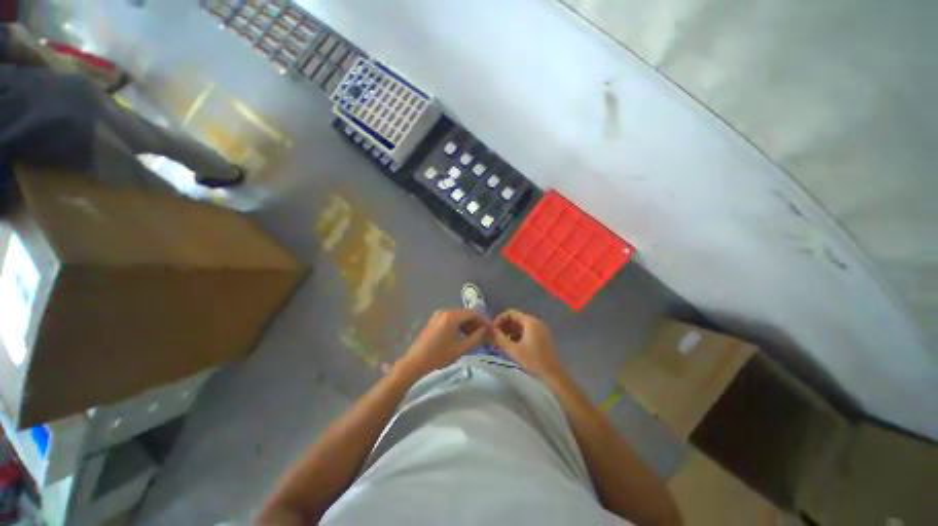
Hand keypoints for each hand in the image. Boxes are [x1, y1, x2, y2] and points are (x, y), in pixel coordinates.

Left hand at [397, 308, 487, 378]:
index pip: (473, 313)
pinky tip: (462, 336)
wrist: (415, 362)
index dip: (483, 321)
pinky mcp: (434, 320)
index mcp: (452, 316)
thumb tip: (486, 330)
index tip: (490, 331)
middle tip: (484, 335)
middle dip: (476, 323)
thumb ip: (476, 338)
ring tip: (474, 337)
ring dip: (468, 324)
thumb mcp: (461, 348)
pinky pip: (451, 318)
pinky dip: (459, 325)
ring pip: (459, 316)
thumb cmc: (439, 356)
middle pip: (466, 313)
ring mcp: (438, 315)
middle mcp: (445, 311)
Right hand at [491, 309, 566, 380]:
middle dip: (503, 326)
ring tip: (500, 343)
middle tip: (494, 338)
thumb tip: (488, 330)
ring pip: (520, 326)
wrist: (554, 376)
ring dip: (509, 332)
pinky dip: (517, 336)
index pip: (510, 313)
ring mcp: (540, 330)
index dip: (499, 319)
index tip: (492, 330)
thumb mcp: (513, 350)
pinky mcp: (542, 338)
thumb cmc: (533, 361)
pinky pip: (526, 332)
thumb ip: (499, 338)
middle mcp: (536, 322)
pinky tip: (511, 347)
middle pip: (515, 318)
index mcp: (530, 321)